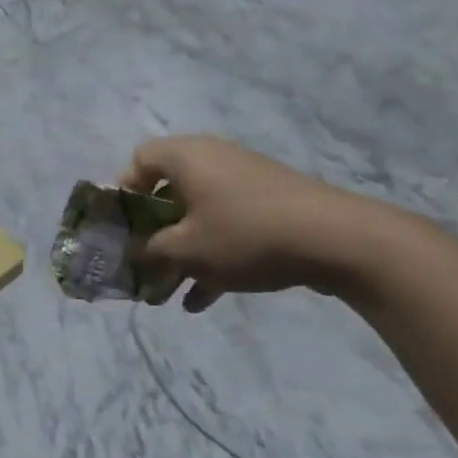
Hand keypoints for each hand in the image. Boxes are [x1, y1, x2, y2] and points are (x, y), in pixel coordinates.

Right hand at [119, 136, 400, 311]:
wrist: (337, 239)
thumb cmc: (244, 235)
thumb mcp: (184, 250)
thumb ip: (147, 250)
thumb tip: (130, 251)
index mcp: (187, 157)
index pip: (139, 160)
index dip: (122, 192)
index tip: (119, 228)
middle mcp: (213, 161)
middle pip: (167, 193)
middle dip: (150, 234)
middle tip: (141, 263)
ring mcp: (244, 183)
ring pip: (196, 216)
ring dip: (179, 253)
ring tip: (166, 292)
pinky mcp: (269, 205)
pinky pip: (226, 227)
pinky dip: (210, 257)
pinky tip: (201, 300)